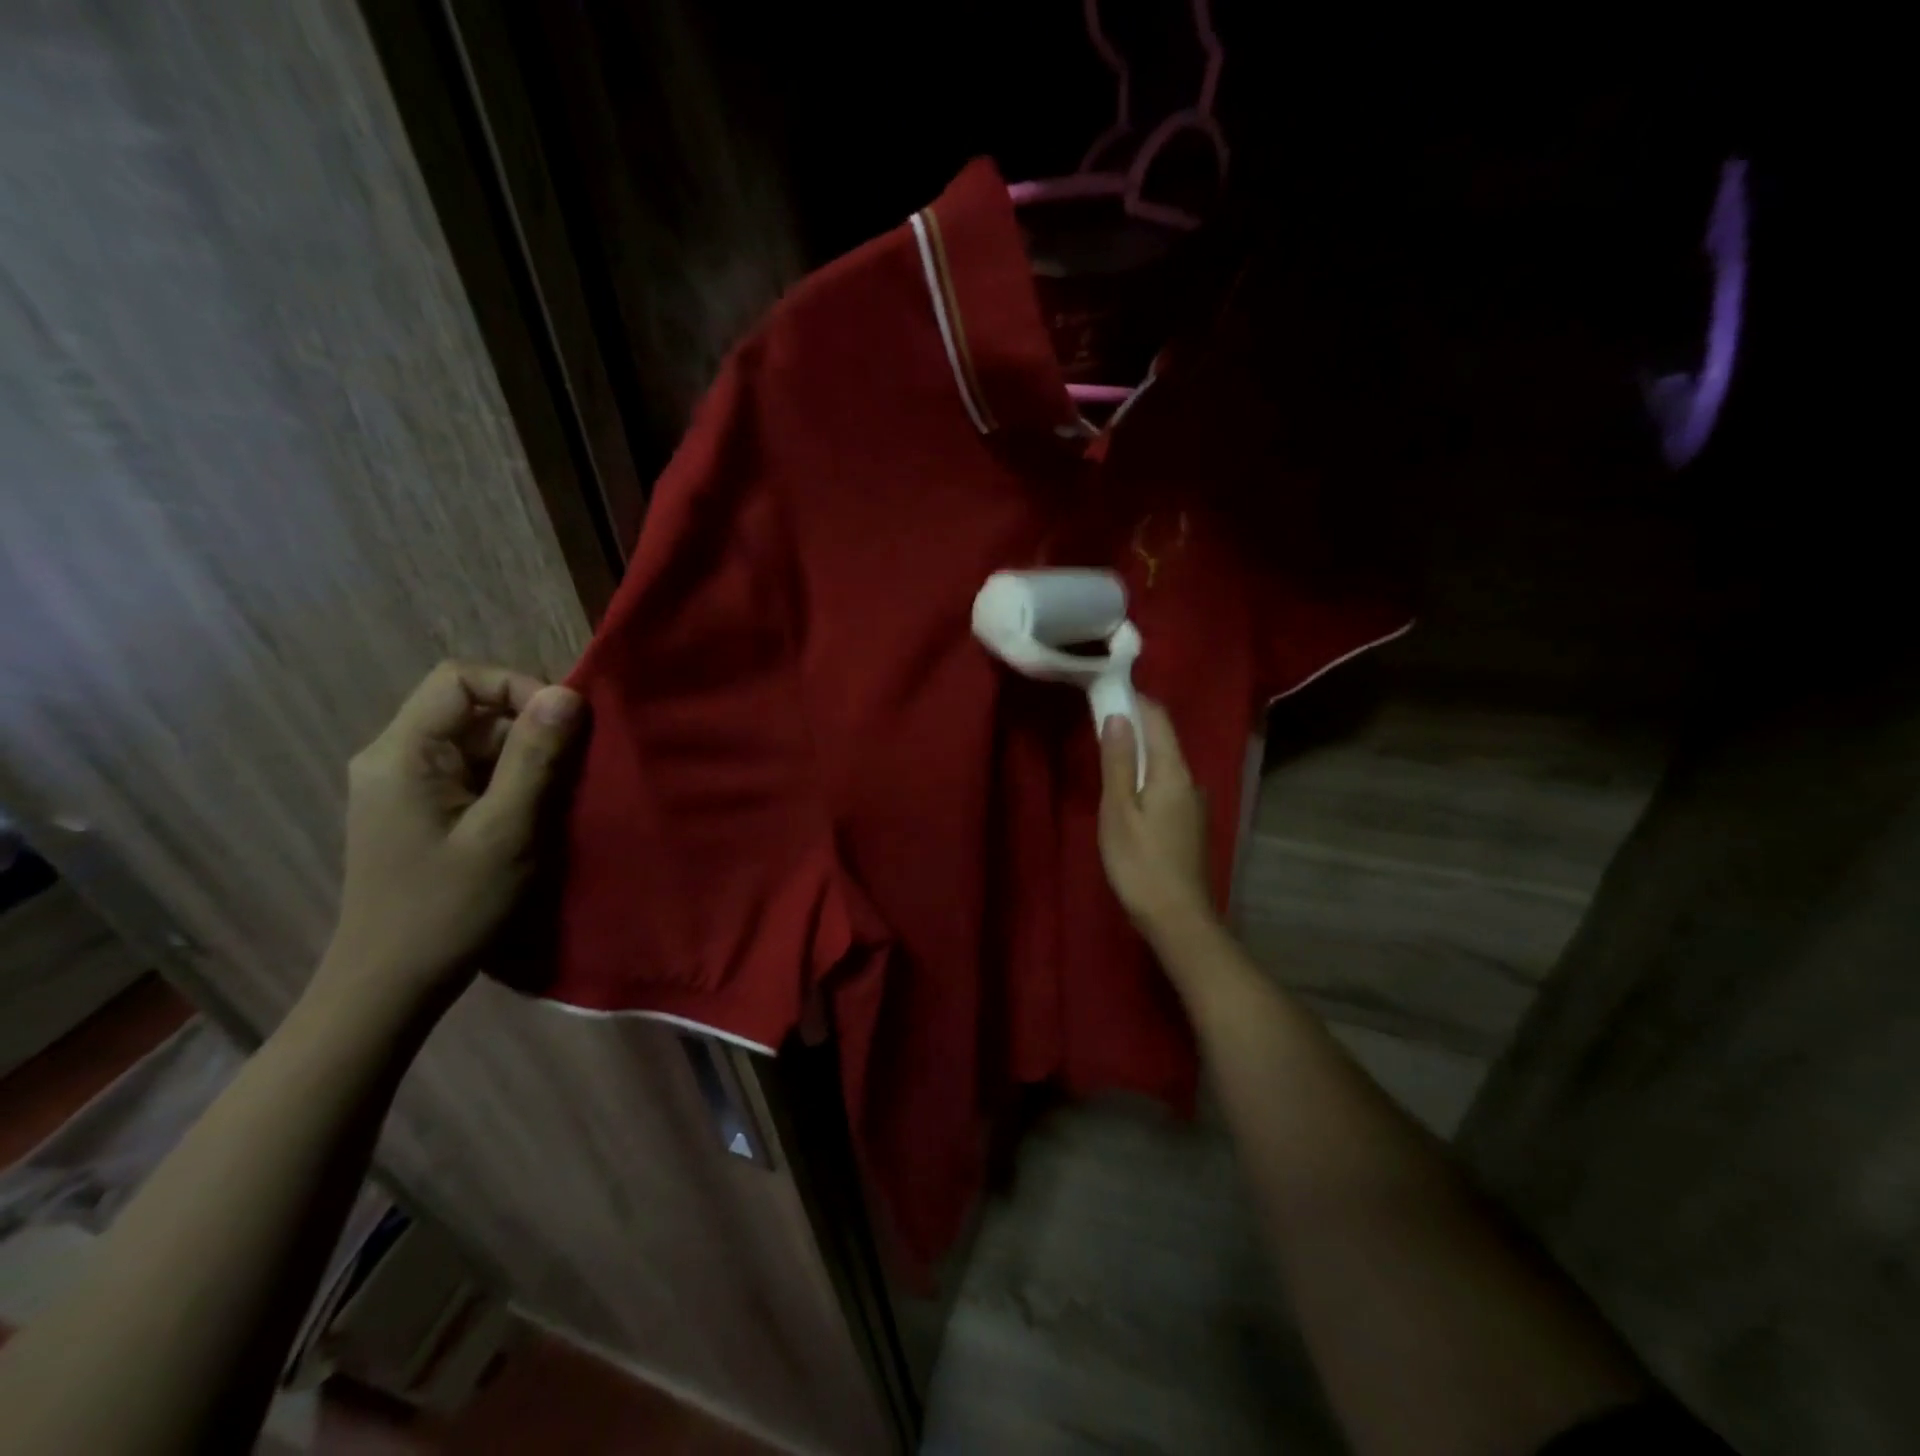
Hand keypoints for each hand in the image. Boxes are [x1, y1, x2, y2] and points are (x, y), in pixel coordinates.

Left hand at [314, 662, 585, 1021]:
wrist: (391, 984)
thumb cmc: (450, 908)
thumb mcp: (507, 830)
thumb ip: (536, 758)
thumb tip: (567, 694)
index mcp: (402, 754)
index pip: (460, 679)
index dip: (518, 686)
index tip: (564, 725)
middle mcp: (393, 757)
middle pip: (470, 708)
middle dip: (529, 728)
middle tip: (574, 767)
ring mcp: (403, 785)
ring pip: (475, 741)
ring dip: (525, 758)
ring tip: (559, 796)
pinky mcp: (418, 810)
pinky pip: (471, 772)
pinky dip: (509, 782)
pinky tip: (533, 815)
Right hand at [1098, 699, 1216, 942]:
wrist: (1178, 919)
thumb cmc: (1140, 863)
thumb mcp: (1118, 811)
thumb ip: (1117, 763)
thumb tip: (1117, 716)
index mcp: (1172, 772)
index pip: (1158, 719)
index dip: (1135, 700)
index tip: (1108, 690)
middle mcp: (1190, 781)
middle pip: (1163, 740)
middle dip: (1134, 725)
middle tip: (1100, 720)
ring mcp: (1194, 805)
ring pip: (1165, 765)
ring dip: (1139, 754)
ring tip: (1108, 755)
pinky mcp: (1190, 825)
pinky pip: (1167, 786)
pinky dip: (1146, 777)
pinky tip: (1128, 793)